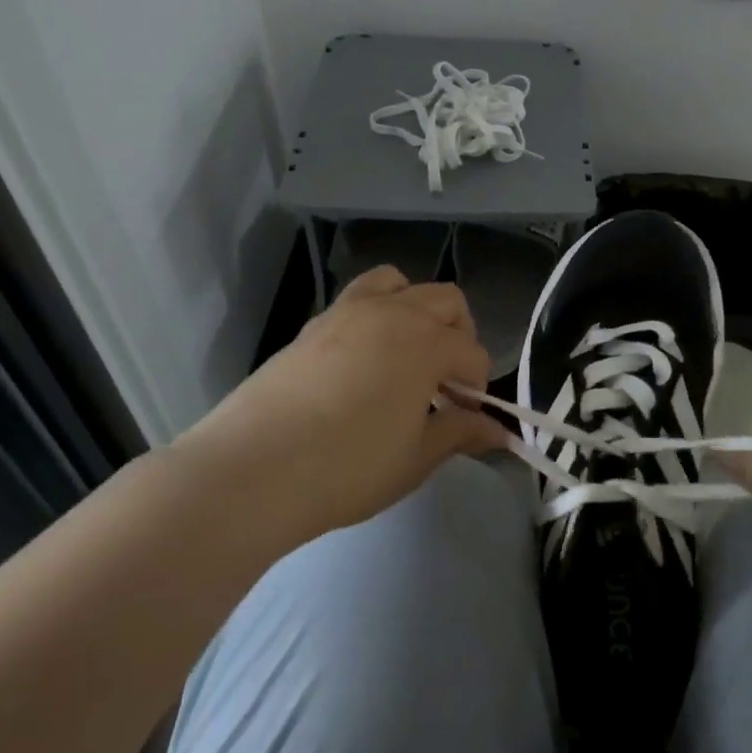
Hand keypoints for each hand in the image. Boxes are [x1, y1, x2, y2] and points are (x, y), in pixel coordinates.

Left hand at [171, 266, 507, 540]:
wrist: (253, 469)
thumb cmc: (349, 467)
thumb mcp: (416, 457)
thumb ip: (460, 432)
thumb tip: (498, 431)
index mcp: (427, 341)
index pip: (473, 353)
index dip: (477, 388)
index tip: (467, 421)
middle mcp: (392, 312)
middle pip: (446, 301)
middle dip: (459, 336)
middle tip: (445, 384)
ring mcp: (348, 312)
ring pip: (399, 283)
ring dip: (417, 310)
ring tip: (408, 355)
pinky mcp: (313, 325)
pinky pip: (359, 299)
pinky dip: (377, 317)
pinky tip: (365, 364)